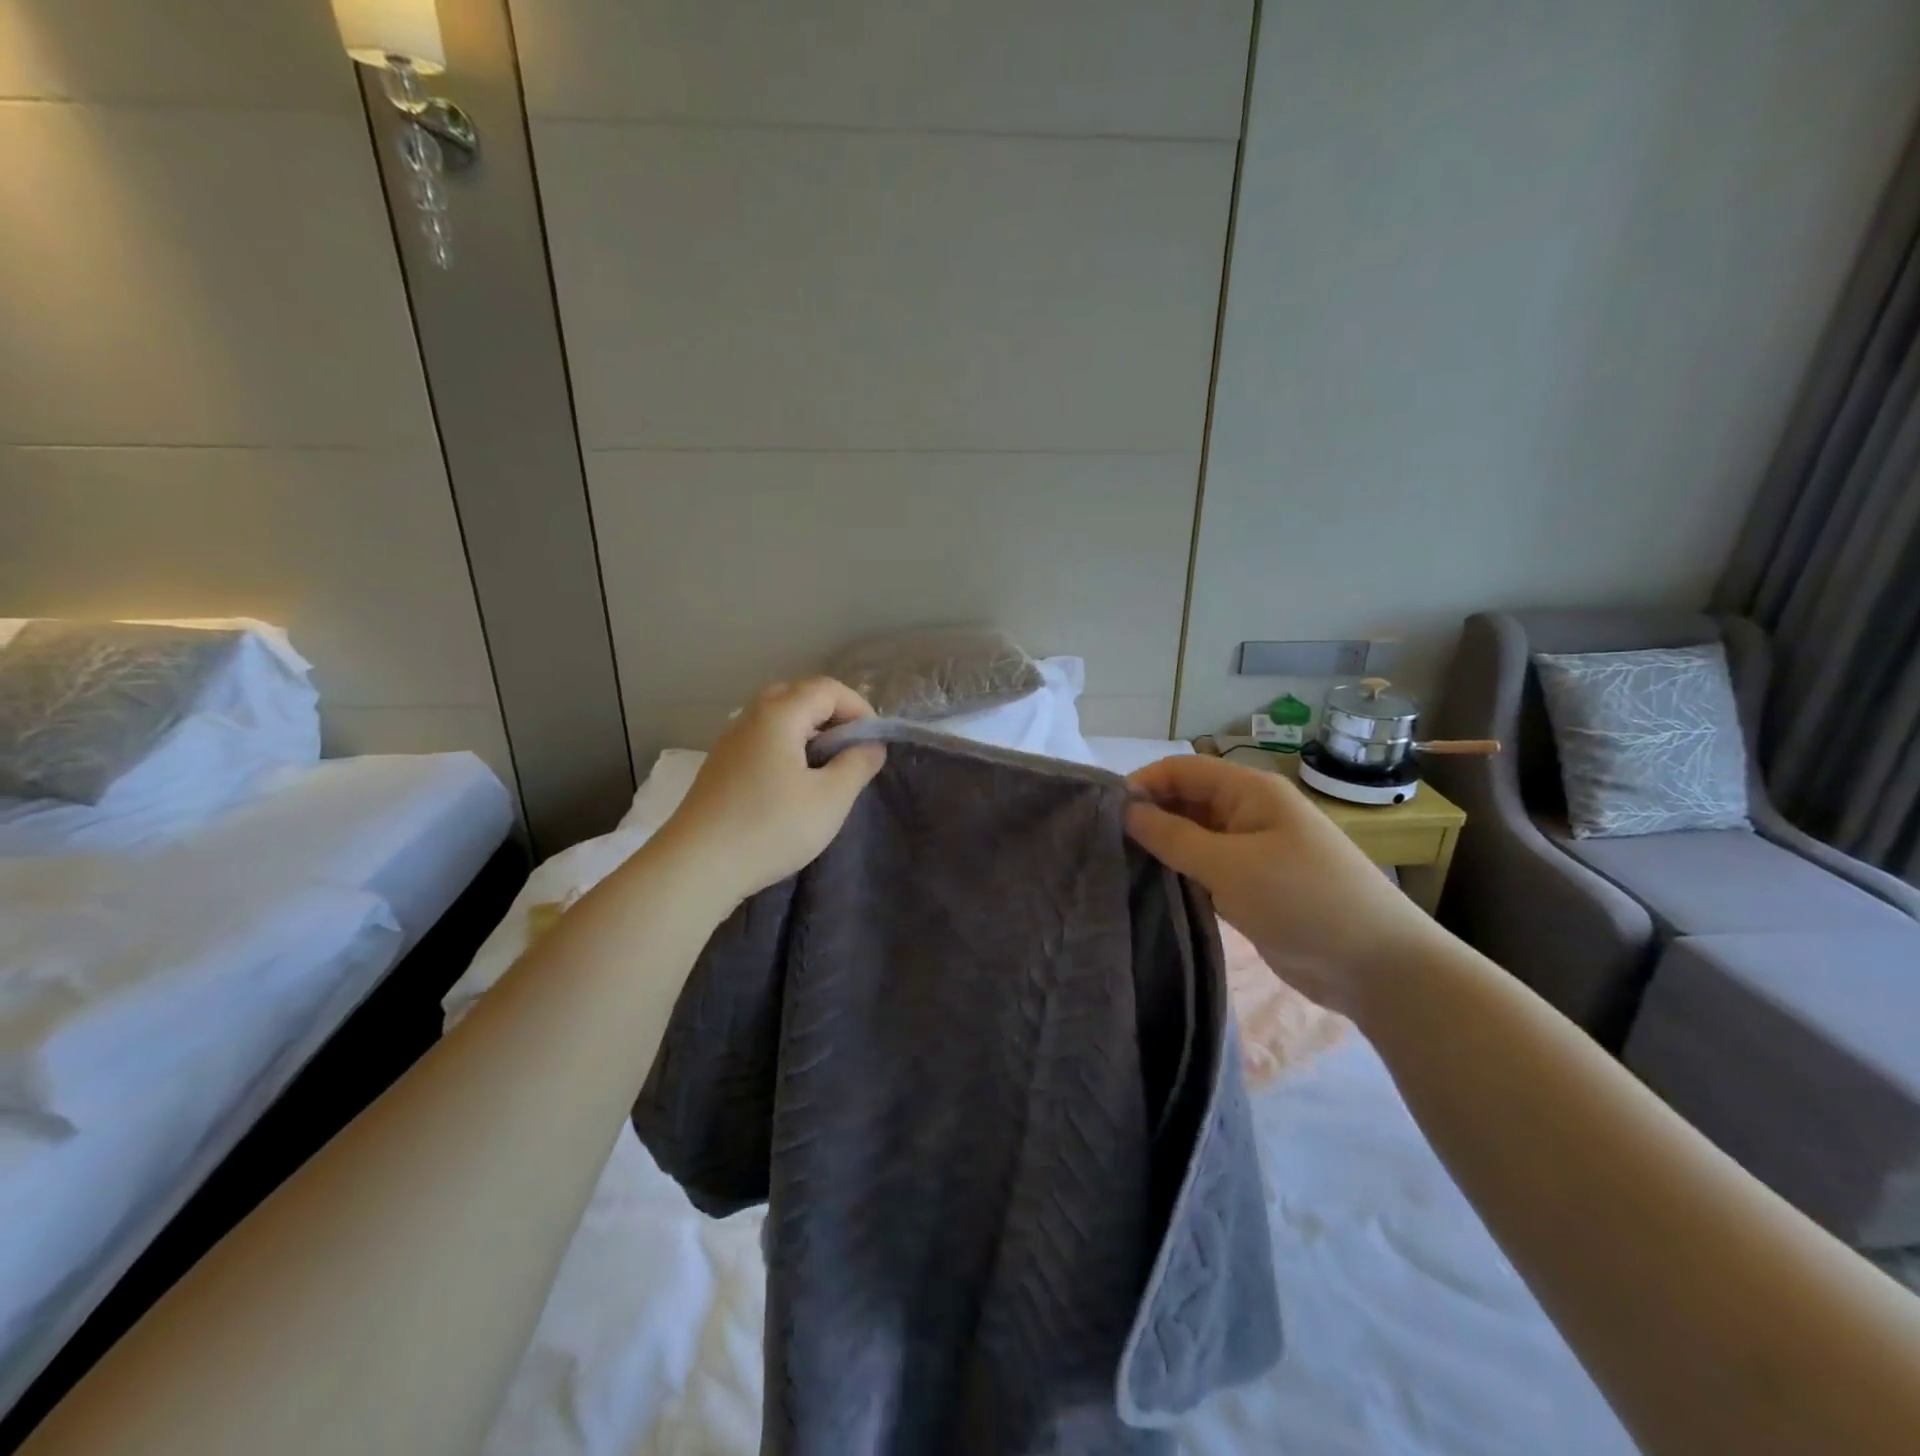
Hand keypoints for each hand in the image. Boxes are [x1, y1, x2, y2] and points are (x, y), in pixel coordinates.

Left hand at [659, 678, 885, 904]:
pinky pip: (761, 740)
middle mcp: (750, 717)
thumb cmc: (770, 827)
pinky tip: (792, 787)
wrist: (696, 867)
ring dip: (809, 734)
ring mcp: (730, 741)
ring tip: (825, 772)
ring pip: (778, 719)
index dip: (858, 708)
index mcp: (779, 714)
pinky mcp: (720, 766)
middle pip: (799, 696)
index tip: (873, 744)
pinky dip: (786, 749)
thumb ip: (858, 765)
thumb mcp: (830, 799)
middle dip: (832, 717)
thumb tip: (871, 746)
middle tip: (850, 753)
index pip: (827, 689)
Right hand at [1125, 755, 1440, 1015]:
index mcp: (1250, 791)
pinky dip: (1183, 873)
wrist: (1376, 965)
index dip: (1143, 783)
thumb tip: (1126, 810)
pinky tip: (1154, 888)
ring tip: (1121, 866)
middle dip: (1150, 815)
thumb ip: (1172, 836)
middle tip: (1107, 844)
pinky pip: (1208, 867)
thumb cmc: (1301, 900)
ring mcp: (1254, 850)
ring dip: (1164, 847)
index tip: (1105, 814)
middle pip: (1188, 800)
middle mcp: (1250, 812)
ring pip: (1196, 836)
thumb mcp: (1229, 865)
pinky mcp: (1255, 885)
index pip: (1183, 769)